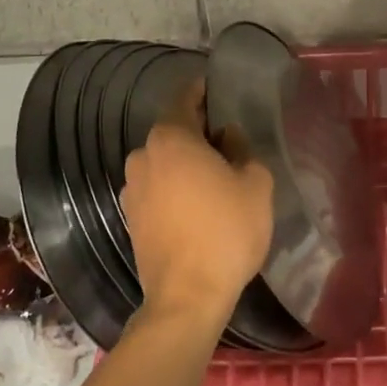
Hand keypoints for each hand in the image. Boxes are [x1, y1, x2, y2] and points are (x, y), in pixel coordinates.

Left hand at [120, 78, 275, 330]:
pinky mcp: (131, 218)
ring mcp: (132, 188)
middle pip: (173, 132)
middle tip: (227, 141)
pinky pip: (157, 188)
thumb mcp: (255, 183)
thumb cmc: (225, 230)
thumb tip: (227, 139)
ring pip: (163, 162)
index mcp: (170, 138)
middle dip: (198, 132)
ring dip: (185, 163)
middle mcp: (143, 156)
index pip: (185, 99)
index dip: (202, 91)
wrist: (187, 296)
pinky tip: (196, 204)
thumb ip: (243, 150)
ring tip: (214, 177)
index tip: (215, 89)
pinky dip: (174, 187)